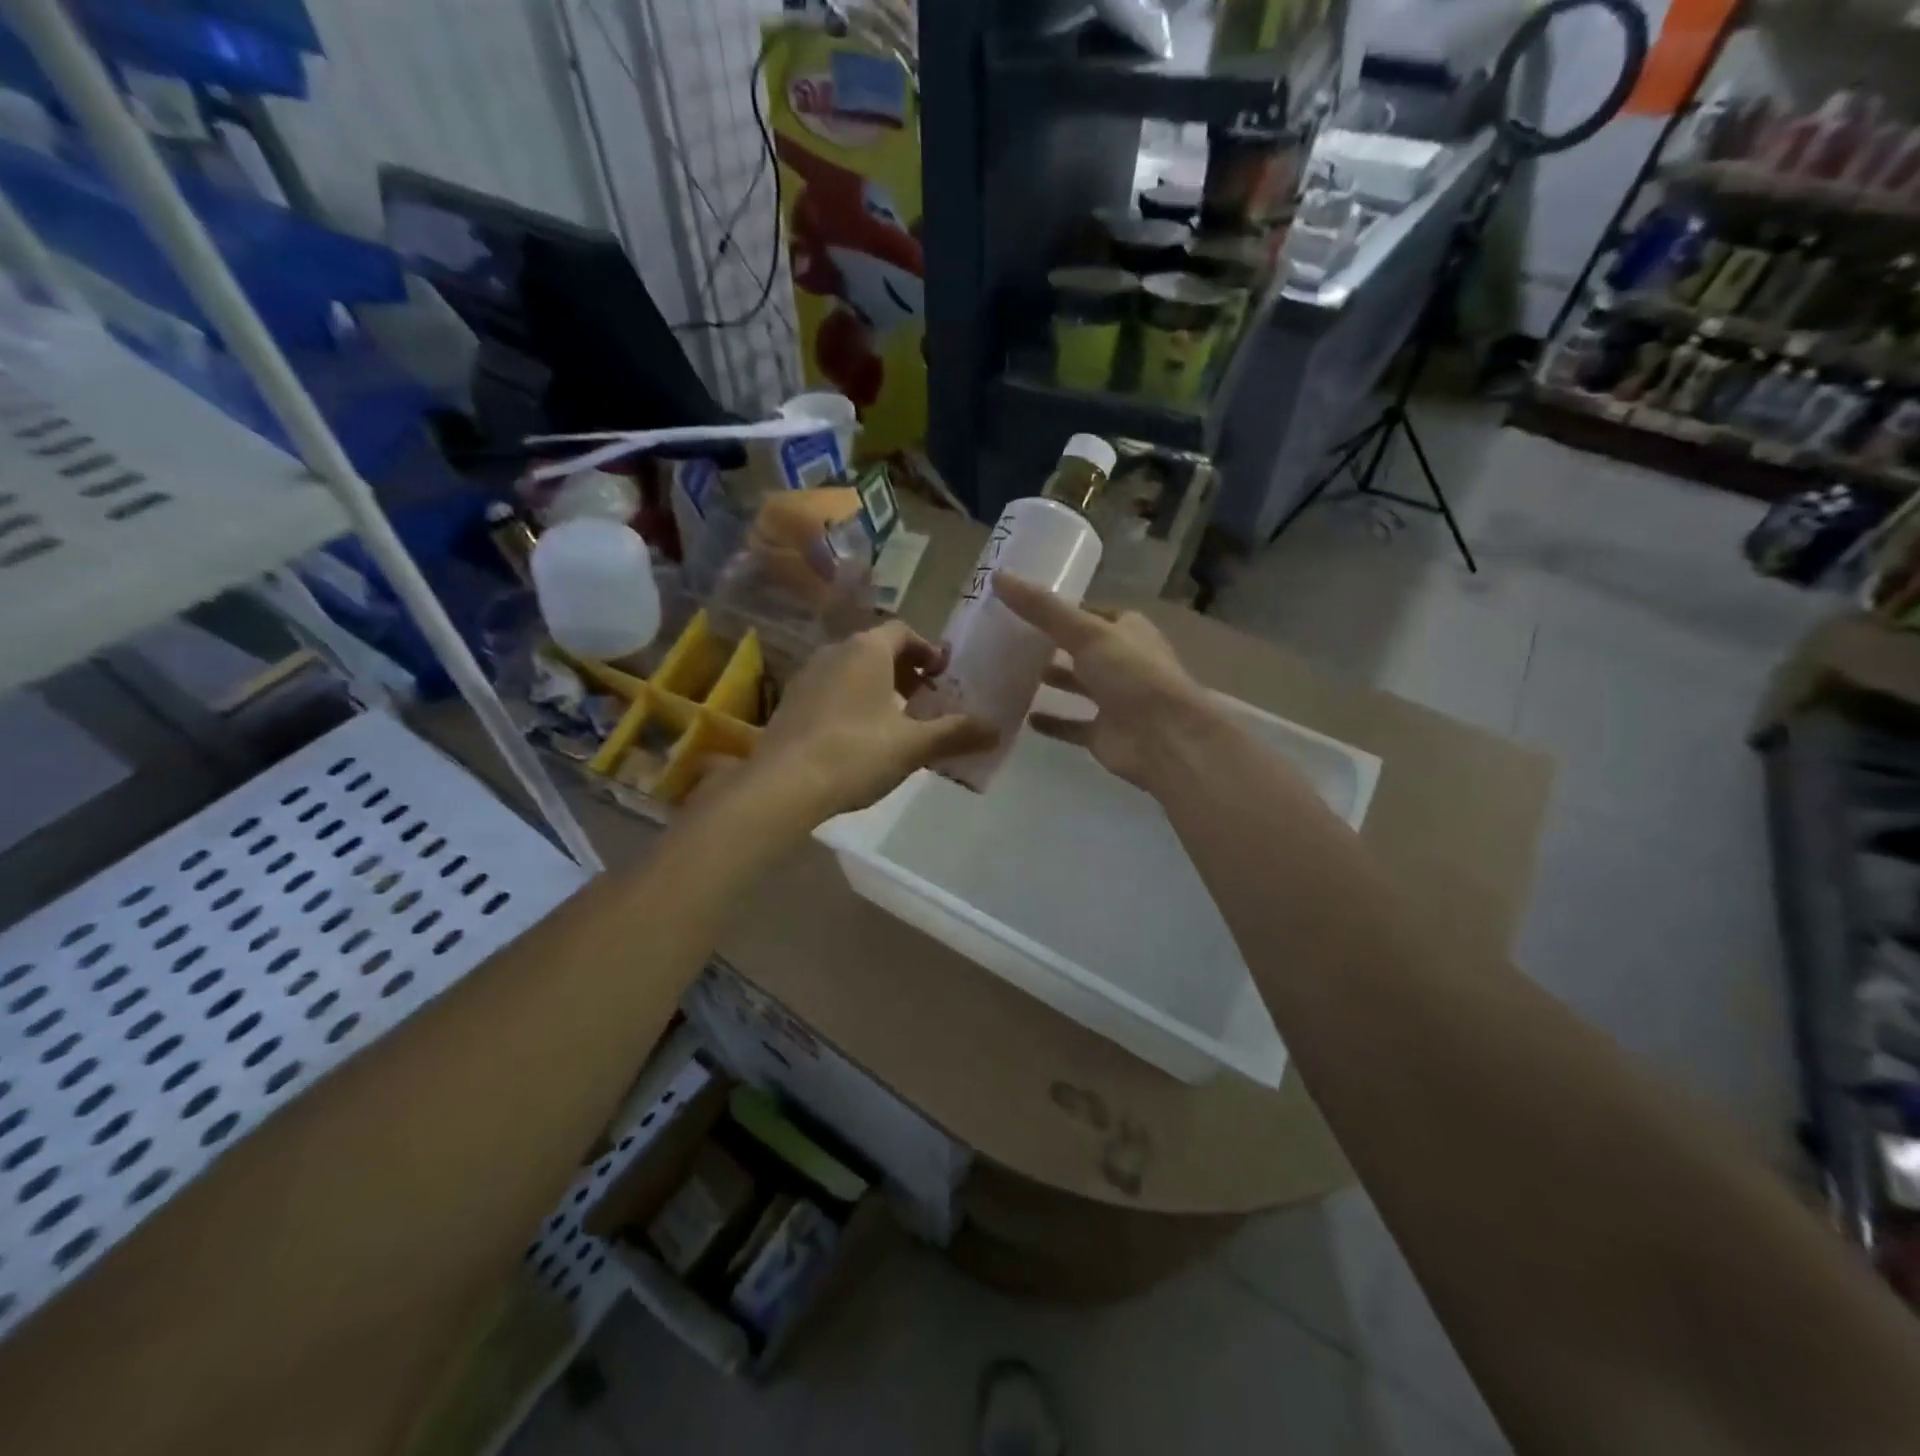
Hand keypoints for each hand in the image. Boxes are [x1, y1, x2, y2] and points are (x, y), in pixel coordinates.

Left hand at [747, 621, 997, 823]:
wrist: (784, 785)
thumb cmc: (856, 752)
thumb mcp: (913, 745)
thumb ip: (956, 733)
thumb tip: (997, 729)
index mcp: (866, 650)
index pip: (903, 631)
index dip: (927, 649)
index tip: (943, 674)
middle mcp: (834, 652)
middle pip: (876, 649)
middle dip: (905, 671)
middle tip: (925, 699)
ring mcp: (806, 676)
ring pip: (851, 670)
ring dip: (878, 687)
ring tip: (896, 721)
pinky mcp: (790, 703)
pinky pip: (831, 690)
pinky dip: (852, 702)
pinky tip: (860, 738)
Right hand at [992, 573, 1214, 789]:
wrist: (1164, 739)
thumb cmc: (1131, 675)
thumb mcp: (1085, 632)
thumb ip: (1042, 609)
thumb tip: (998, 576)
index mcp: (1127, 630)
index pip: (1090, 612)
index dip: (1059, 609)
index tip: (1022, 607)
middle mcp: (1123, 662)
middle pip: (1082, 649)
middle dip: (1052, 644)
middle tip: (1009, 640)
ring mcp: (1115, 700)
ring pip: (1078, 685)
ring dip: (1053, 679)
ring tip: (1012, 672)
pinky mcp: (1104, 733)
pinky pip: (1072, 725)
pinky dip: (1053, 722)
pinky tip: (1025, 717)